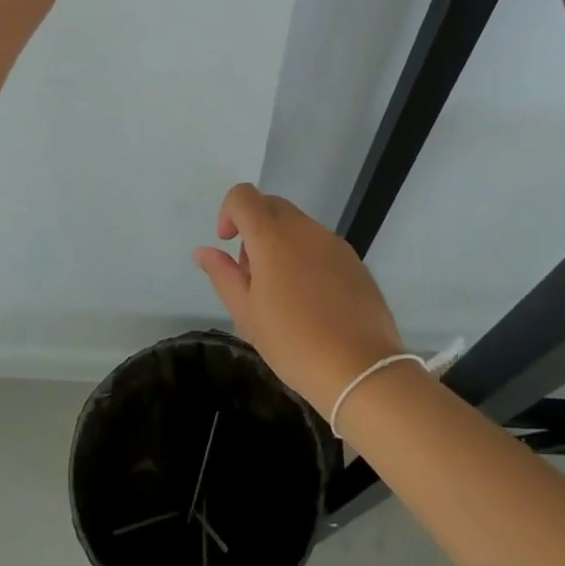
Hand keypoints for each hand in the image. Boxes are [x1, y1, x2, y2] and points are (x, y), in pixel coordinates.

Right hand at [193, 182, 406, 417]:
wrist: (360, 369)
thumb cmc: (293, 342)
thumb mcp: (246, 313)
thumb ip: (222, 274)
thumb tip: (203, 251)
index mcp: (272, 236)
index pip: (243, 196)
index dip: (228, 212)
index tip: (228, 244)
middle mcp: (304, 229)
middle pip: (271, 206)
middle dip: (254, 228)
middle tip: (252, 274)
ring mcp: (333, 242)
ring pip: (297, 225)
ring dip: (280, 243)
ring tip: (282, 292)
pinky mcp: (354, 260)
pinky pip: (320, 244)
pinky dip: (306, 257)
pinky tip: (311, 300)